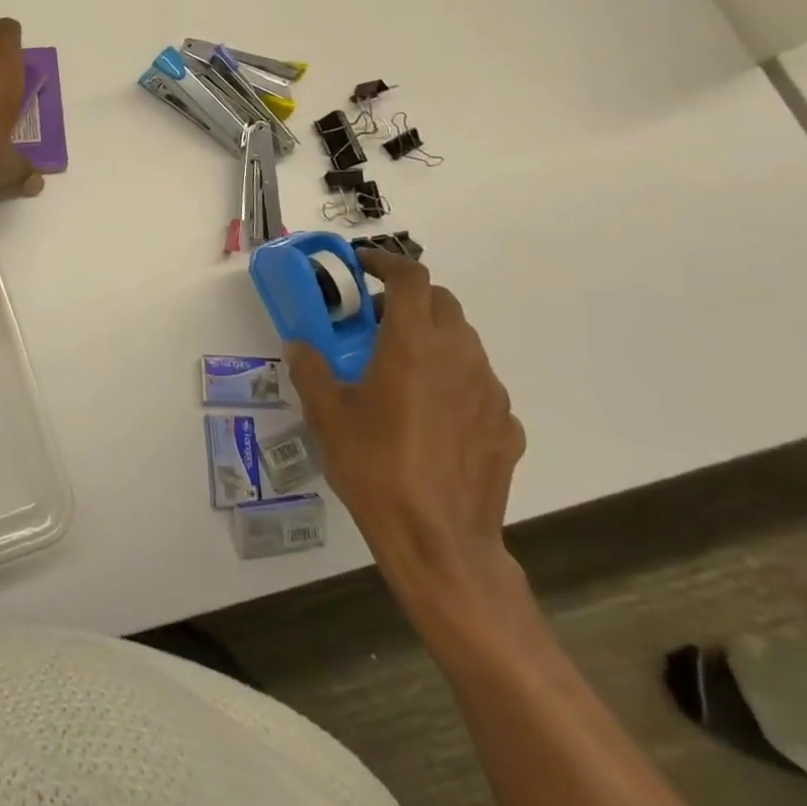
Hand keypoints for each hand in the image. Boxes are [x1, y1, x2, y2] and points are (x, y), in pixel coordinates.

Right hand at [290, 249, 524, 597]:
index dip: (386, 262)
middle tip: (375, 320)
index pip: (410, 276)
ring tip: (401, 368)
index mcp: (413, 343)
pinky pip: (479, 385)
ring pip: (464, 342)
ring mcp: (490, 392)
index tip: (362, 266)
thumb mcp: (326, 414)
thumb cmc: (376, 467)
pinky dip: (454, 381)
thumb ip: (310, 369)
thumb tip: (299, 345)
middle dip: (409, 298)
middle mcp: (459, 356)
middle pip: (442, 302)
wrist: (440, 543)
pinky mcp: (507, 427)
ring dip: (433, 338)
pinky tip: (432, 415)